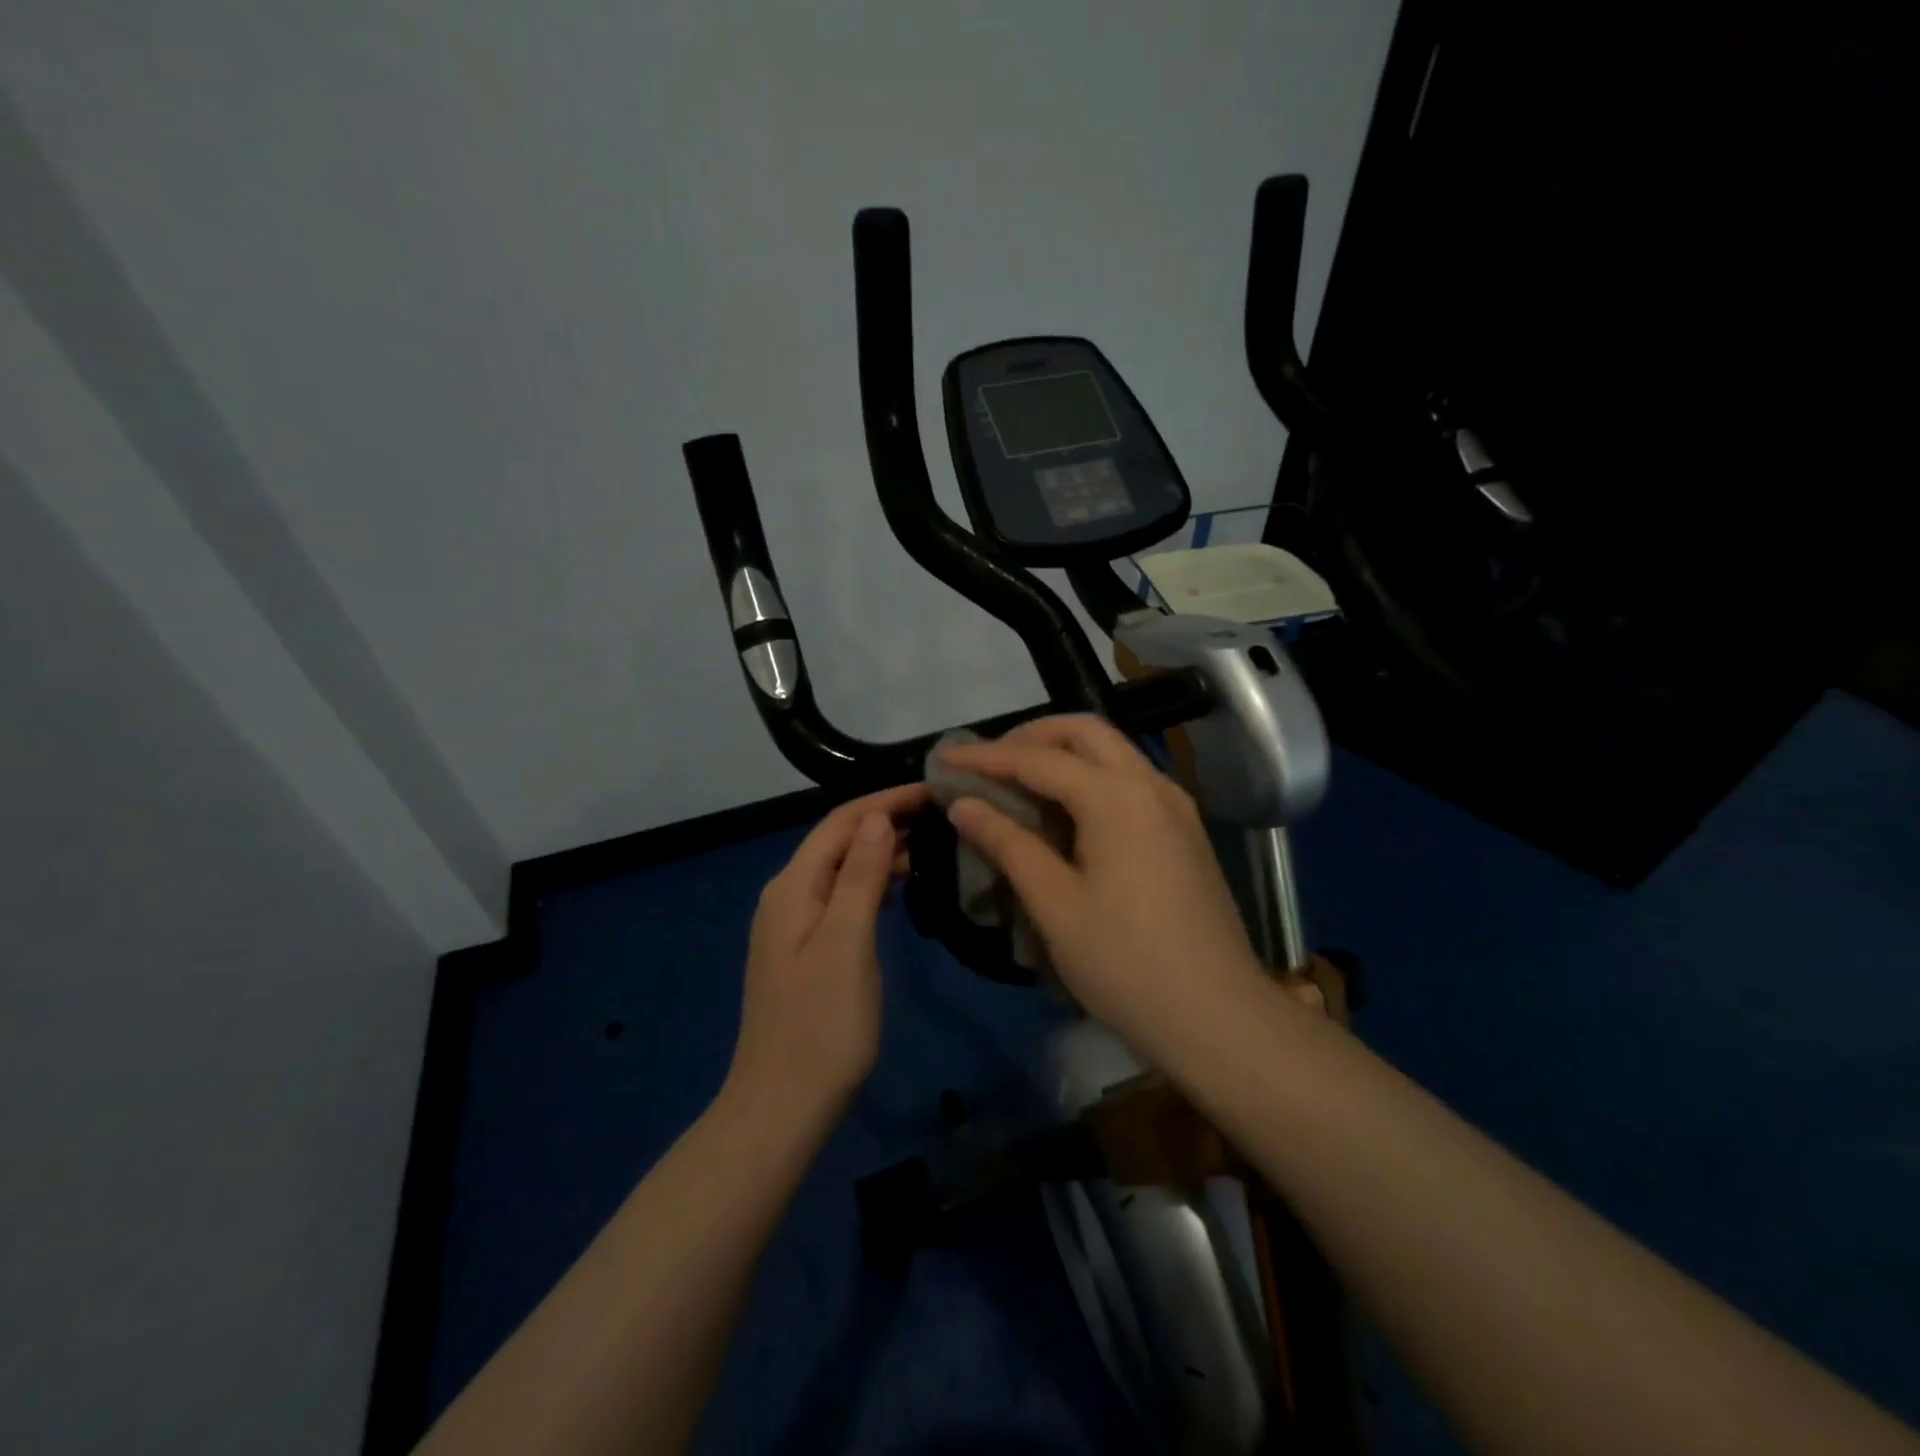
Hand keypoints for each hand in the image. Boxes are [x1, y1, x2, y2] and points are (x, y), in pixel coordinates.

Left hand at [727, 783, 927, 1116]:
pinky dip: (871, 885)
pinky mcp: (805, 950)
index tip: (934, 790)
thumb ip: (861, 876)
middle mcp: (787, 895)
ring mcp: (793, 925)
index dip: (886, 800)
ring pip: (841, 870)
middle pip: (839, 841)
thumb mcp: (847, 942)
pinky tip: (898, 891)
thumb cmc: (822, 1024)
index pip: (842, 822)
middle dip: (886, 821)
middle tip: (941, 816)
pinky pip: (841, 898)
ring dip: (880, 852)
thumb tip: (878, 817)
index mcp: (792, 886)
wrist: (783, 1104)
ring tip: (929, 846)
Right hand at [938, 716, 1268, 1050]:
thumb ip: (1008, 844)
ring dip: (1062, 754)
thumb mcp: (1055, 904)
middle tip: (987, 762)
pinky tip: (1066, 812)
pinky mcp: (1185, 831)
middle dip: (1030, 737)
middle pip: (1084, 732)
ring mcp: (1175, 806)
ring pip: (1112, 753)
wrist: (1219, 1017)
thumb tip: (963, 805)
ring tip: (1018, 782)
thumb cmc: (1126, 962)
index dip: (985, 756)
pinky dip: (1089, 778)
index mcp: (1116, 796)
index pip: (1038, 759)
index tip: (943, 757)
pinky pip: (1129, 781)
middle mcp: (1150, 784)